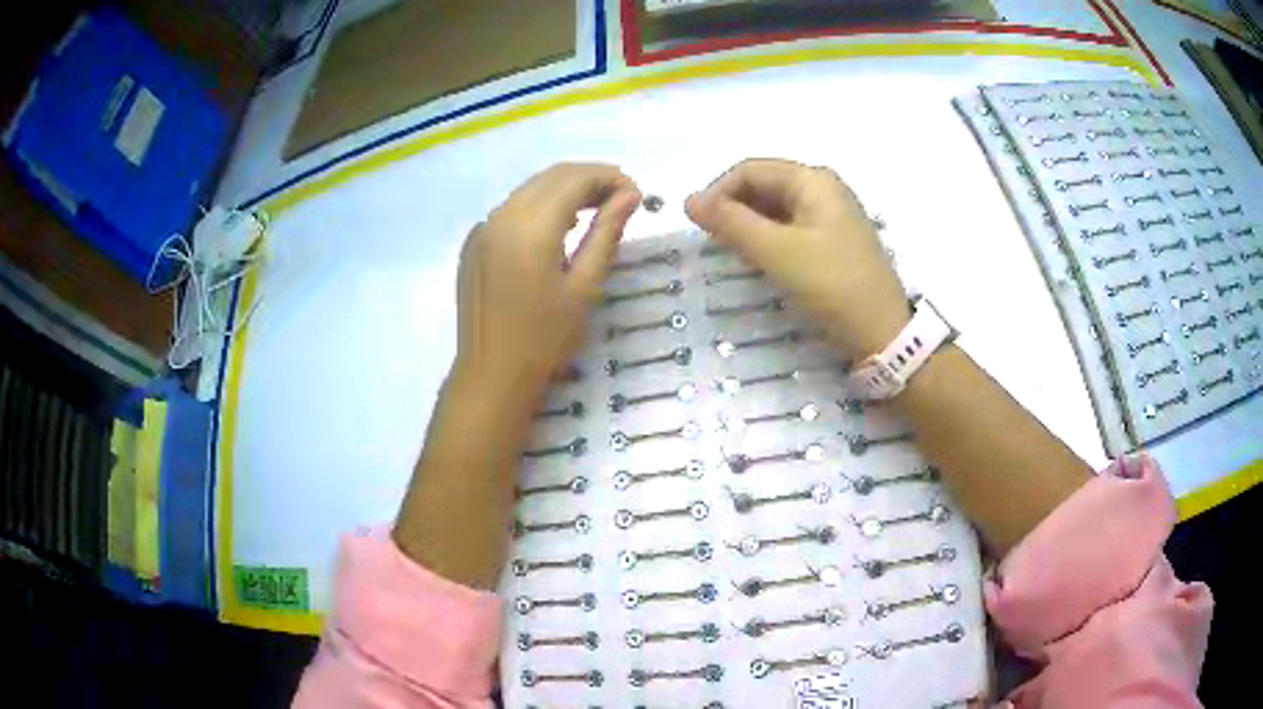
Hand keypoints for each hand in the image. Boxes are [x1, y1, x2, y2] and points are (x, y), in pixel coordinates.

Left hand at [454, 163, 640, 401]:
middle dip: (589, 179)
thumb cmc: (545, 339)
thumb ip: (606, 233)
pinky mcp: (474, 243)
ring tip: (597, 211)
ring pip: (530, 190)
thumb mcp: (584, 286)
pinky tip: (559, 229)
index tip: (637, 194)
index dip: (609, 178)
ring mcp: (482, 228)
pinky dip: (541, 207)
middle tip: (622, 199)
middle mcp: (501, 216)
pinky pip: (512, 210)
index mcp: (530, 227)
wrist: (492, 374)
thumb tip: (630, 195)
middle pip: (551, 177)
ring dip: (565, 191)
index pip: (575, 179)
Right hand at [686, 159, 908, 355]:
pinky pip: (791, 227)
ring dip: (750, 225)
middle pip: (764, 185)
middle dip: (734, 209)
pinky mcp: (834, 239)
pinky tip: (760, 260)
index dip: (718, 192)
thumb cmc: (830, 284)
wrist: (882, 332)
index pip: (750, 170)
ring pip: (776, 208)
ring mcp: (832, 214)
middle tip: (714, 243)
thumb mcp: (776, 251)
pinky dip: (769, 238)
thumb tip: (688, 200)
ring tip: (733, 253)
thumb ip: (731, 223)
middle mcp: (823, 188)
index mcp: (812, 179)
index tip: (697, 226)